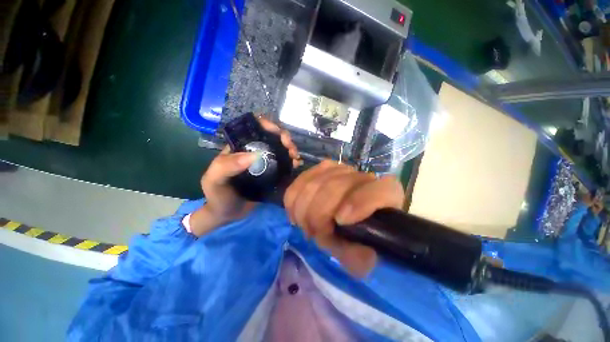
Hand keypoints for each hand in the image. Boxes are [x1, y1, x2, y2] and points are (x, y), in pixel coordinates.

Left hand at [189, 117, 299, 235]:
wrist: (227, 214)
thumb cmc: (218, 195)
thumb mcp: (215, 180)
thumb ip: (227, 166)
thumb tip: (255, 155)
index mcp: (239, 147)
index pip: (255, 128)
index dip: (269, 126)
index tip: (280, 135)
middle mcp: (254, 151)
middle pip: (272, 138)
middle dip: (285, 139)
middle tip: (292, 150)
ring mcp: (264, 163)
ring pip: (280, 149)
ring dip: (291, 150)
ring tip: (295, 158)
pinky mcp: (272, 174)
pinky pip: (284, 164)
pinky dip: (292, 162)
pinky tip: (296, 165)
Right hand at [284, 161, 404, 276]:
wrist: (345, 220)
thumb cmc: (356, 237)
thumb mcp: (361, 257)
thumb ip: (361, 259)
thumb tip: (361, 253)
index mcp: (386, 195)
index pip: (379, 190)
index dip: (359, 202)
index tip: (340, 222)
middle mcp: (363, 177)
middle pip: (336, 185)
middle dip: (319, 214)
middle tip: (315, 234)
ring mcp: (340, 169)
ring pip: (314, 183)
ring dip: (304, 209)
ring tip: (306, 226)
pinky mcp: (319, 169)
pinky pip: (299, 181)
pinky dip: (293, 200)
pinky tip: (296, 214)